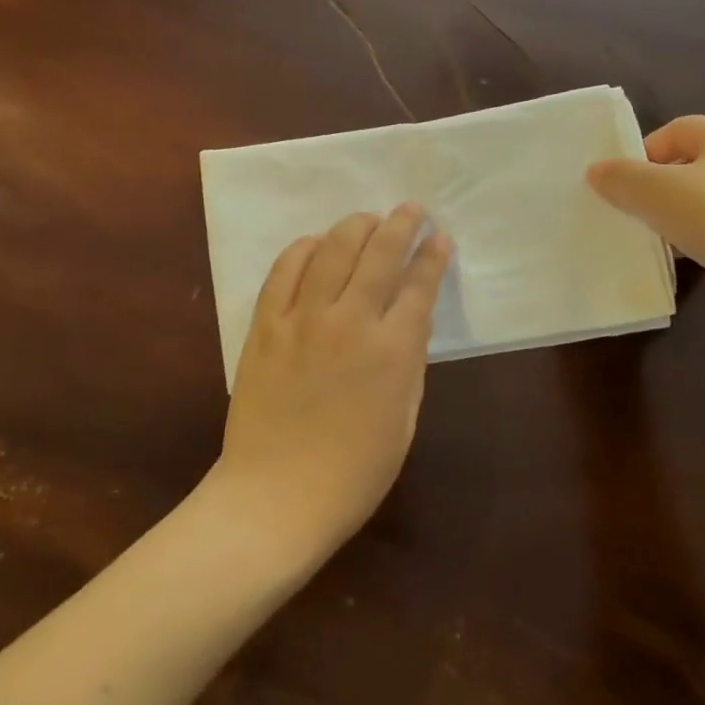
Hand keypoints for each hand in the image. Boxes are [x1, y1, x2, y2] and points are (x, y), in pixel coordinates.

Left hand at [214, 204, 452, 557]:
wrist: (277, 495)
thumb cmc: (353, 472)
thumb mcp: (403, 419)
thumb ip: (409, 363)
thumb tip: (409, 322)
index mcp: (392, 350)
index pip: (419, 285)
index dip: (432, 256)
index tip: (439, 237)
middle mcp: (350, 322)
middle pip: (379, 254)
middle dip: (400, 224)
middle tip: (410, 209)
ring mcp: (303, 320)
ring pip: (332, 251)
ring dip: (354, 227)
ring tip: (366, 218)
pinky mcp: (265, 326)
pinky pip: (283, 273)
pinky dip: (302, 250)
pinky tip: (314, 243)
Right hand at [586, 116, 704, 306]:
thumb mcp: (653, 192)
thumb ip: (620, 178)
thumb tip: (597, 171)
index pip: (676, 129)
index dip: (644, 152)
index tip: (624, 184)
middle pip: (693, 163)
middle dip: (661, 185)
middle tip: (638, 211)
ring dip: (682, 214)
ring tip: (663, 239)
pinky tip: (695, 258)